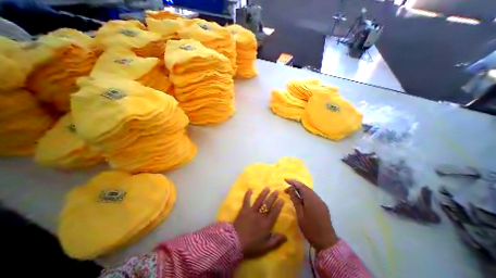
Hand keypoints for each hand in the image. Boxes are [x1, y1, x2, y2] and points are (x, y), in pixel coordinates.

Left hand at [235, 188, 289, 258]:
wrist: (235, 242)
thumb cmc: (251, 245)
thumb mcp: (265, 247)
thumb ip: (276, 241)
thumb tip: (286, 236)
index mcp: (266, 224)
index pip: (274, 213)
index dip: (278, 206)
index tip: (281, 199)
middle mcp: (260, 215)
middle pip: (267, 204)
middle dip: (272, 197)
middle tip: (276, 190)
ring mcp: (251, 211)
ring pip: (259, 200)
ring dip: (263, 194)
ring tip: (267, 188)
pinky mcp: (244, 210)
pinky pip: (246, 200)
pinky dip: (248, 195)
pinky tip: (250, 189)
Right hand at [285, 178, 339, 251]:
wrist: (327, 242)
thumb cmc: (310, 229)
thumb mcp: (300, 215)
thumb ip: (296, 200)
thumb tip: (291, 189)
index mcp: (311, 200)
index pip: (301, 186)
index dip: (293, 182)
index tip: (285, 180)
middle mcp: (317, 198)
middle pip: (305, 187)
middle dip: (295, 185)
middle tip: (286, 188)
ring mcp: (321, 202)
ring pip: (309, 191)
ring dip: (300, 189)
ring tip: (291, 192)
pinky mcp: (322, 205)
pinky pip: (312, 196)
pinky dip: (305, 194)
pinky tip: (300, 197)